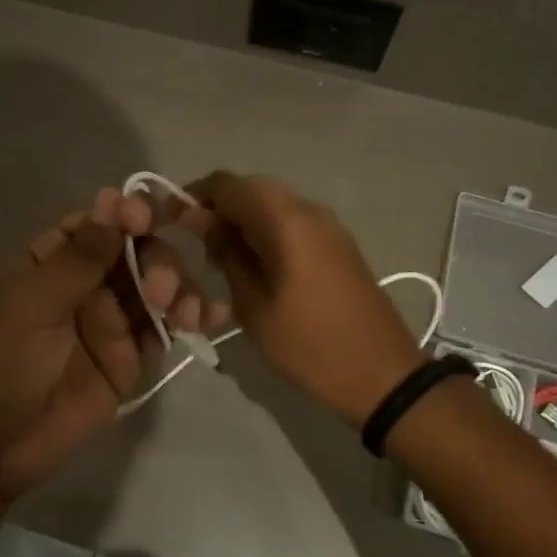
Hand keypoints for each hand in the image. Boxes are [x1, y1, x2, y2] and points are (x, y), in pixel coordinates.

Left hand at [0, 187, 225, 501]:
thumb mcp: (32, 303)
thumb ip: (80, 257)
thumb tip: (112, 199)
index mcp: (51, 262)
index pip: (98, 223)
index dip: (126, 213)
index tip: (146, 218)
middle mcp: (85, 285)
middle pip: (137, 252)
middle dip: (158, 260)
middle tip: (159, 291)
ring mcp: (109, 323)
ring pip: (157, 287)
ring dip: (179, 288)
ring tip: (186, 313)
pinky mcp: (129, 361)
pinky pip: (165, 331)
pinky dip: (191, 319)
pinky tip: (212, 317)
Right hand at [181, 171, 424, 427]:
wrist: (381, 372)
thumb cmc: (308, 344)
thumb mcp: (253, 304)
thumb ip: (226, 254)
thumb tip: (201, 219)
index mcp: (286, 220)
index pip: (228, 183)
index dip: (196, 195)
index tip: (175, 222)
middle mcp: (309, 209)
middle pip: (252, 187)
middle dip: (220, 206)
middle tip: (198, 241)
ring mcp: (329, 224)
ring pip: (274, 202)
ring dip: (244, 218)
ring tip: (223, 256)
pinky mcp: (338, 242)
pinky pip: (293, 220)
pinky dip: (267, 230)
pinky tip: (256, 263)